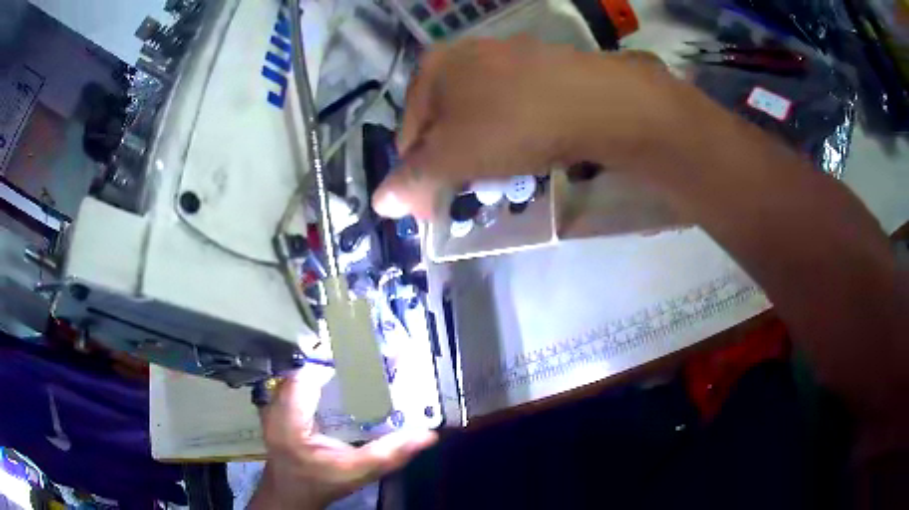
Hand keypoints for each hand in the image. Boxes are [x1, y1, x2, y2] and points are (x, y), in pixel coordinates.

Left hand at [251, 368, 437, 508]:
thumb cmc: (321, 483)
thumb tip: (427, 435)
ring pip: (297, 374)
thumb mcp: (357, 472)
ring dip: (322, 370)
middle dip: (332, 363)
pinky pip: (294, 384)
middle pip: (303, 371)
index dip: (333, 363)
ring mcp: (272, 405)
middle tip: (364, 361)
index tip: (363, 359)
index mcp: (290, 420)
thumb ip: (389, 455)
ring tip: (353, 368)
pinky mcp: (276, 407)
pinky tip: (334, 385)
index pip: (307, 376)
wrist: (291, 493)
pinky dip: (314, 380)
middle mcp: (275, 406)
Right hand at [372, 37, 679, 218]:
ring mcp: (506, 56)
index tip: (434, 211)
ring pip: (479, 114)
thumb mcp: (452, 158)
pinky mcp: (541, 66)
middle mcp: (464, 53)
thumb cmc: (510, 124)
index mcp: (432, 68)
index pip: (407, 136)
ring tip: (502, 173)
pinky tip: (529, 147)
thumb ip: (412, 180)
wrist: (592, 101)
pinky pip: (512, 105)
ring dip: (482, 147)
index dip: (417, 179)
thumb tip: (380, 203)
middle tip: (470, 191)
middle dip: (452, 161)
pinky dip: (512, 130)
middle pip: (444, 122)